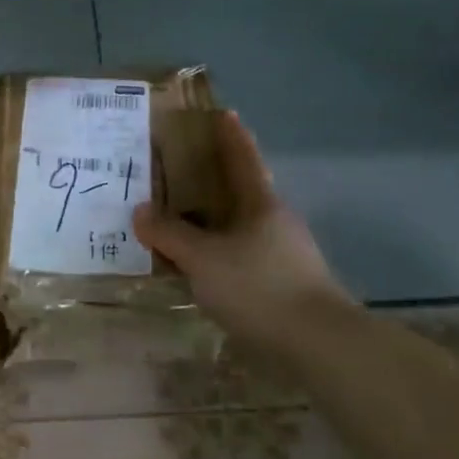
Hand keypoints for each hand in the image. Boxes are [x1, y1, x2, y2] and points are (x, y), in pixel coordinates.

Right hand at [134, 112, 355, 355]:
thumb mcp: (203, 258)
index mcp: (261, 203)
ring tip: (182, 225)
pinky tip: (202, 270)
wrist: (318, 345)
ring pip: (242, 228)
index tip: (224, 114)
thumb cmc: (258, 286)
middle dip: (216, 181)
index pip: (244, 158)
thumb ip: (170, 234)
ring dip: (215, 222)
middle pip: (243, 191)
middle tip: (181, 174)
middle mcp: (276, 222)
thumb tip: (141, 211)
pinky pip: (244, 257)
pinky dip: (221, 255)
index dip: (232, 136)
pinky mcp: (286, 286)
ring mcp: (285, 255)